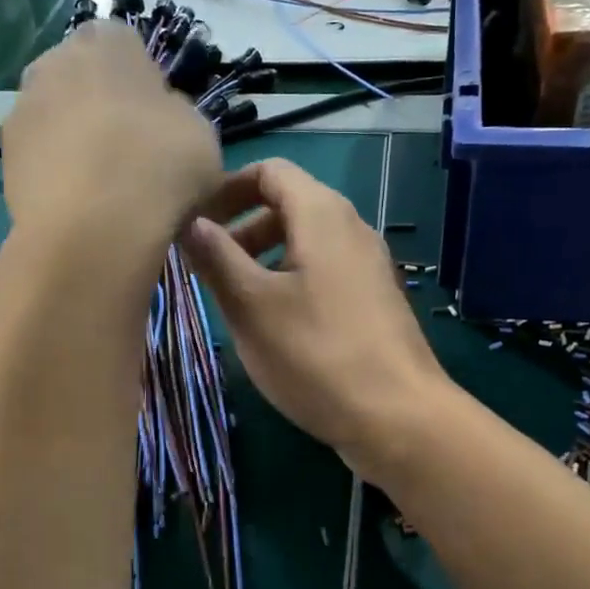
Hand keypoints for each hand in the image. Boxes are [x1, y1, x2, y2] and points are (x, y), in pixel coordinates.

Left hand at [2, 23, 222, 264]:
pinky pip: (42, 155)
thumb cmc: (160, 167)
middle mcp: (56, 59)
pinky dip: (58, 172)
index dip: (144, 82)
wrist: (95, 227)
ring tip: (107, 187)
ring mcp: (23, 106)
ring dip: (78, 140)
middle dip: (104, 107)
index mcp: (108, 41)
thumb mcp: (202, 135)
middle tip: (133, 153)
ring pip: (60, 116)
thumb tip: (161, 118)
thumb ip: (179, 115)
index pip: (126, 44)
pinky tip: (83, 205)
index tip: (160, 121)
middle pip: (85, 78)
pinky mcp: (6, 153)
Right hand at [182, 159, 453, 480]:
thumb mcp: (252, 306)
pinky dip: (292, 281)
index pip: (270, 171)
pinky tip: (275, 325)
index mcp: (323, 214)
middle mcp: (352, 228)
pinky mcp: (375, 301)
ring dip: (265, 258)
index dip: (228, 188)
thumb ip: (217, 258)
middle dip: (243, 227)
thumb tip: (190, 222)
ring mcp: (369, 266)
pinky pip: (325, 273)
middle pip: (289, 205)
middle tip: (208, 265)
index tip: (195, 220)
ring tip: (235, 298)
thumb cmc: (317, 354)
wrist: (399, 417)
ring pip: (307, 243)